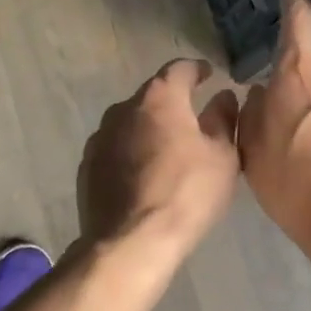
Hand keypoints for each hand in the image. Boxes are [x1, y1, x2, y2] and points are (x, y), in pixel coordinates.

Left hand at [78, 58, 241, 262]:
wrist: (130, 242)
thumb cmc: (186, 193)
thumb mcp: (221, 157)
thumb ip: (224, 120)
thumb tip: (223, 97)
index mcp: (159, 98)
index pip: (179, 69)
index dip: (196, 70)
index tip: (207, 74)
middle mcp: (123, 108)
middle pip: (152, 96)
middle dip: (172, 104)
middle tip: (192, 121)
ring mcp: (100, 137)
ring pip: (130, 123)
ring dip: (149, 130)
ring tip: (167, 152)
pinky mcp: (87, 165)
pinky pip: (115, 149)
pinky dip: (130, 153)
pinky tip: (142, 176)